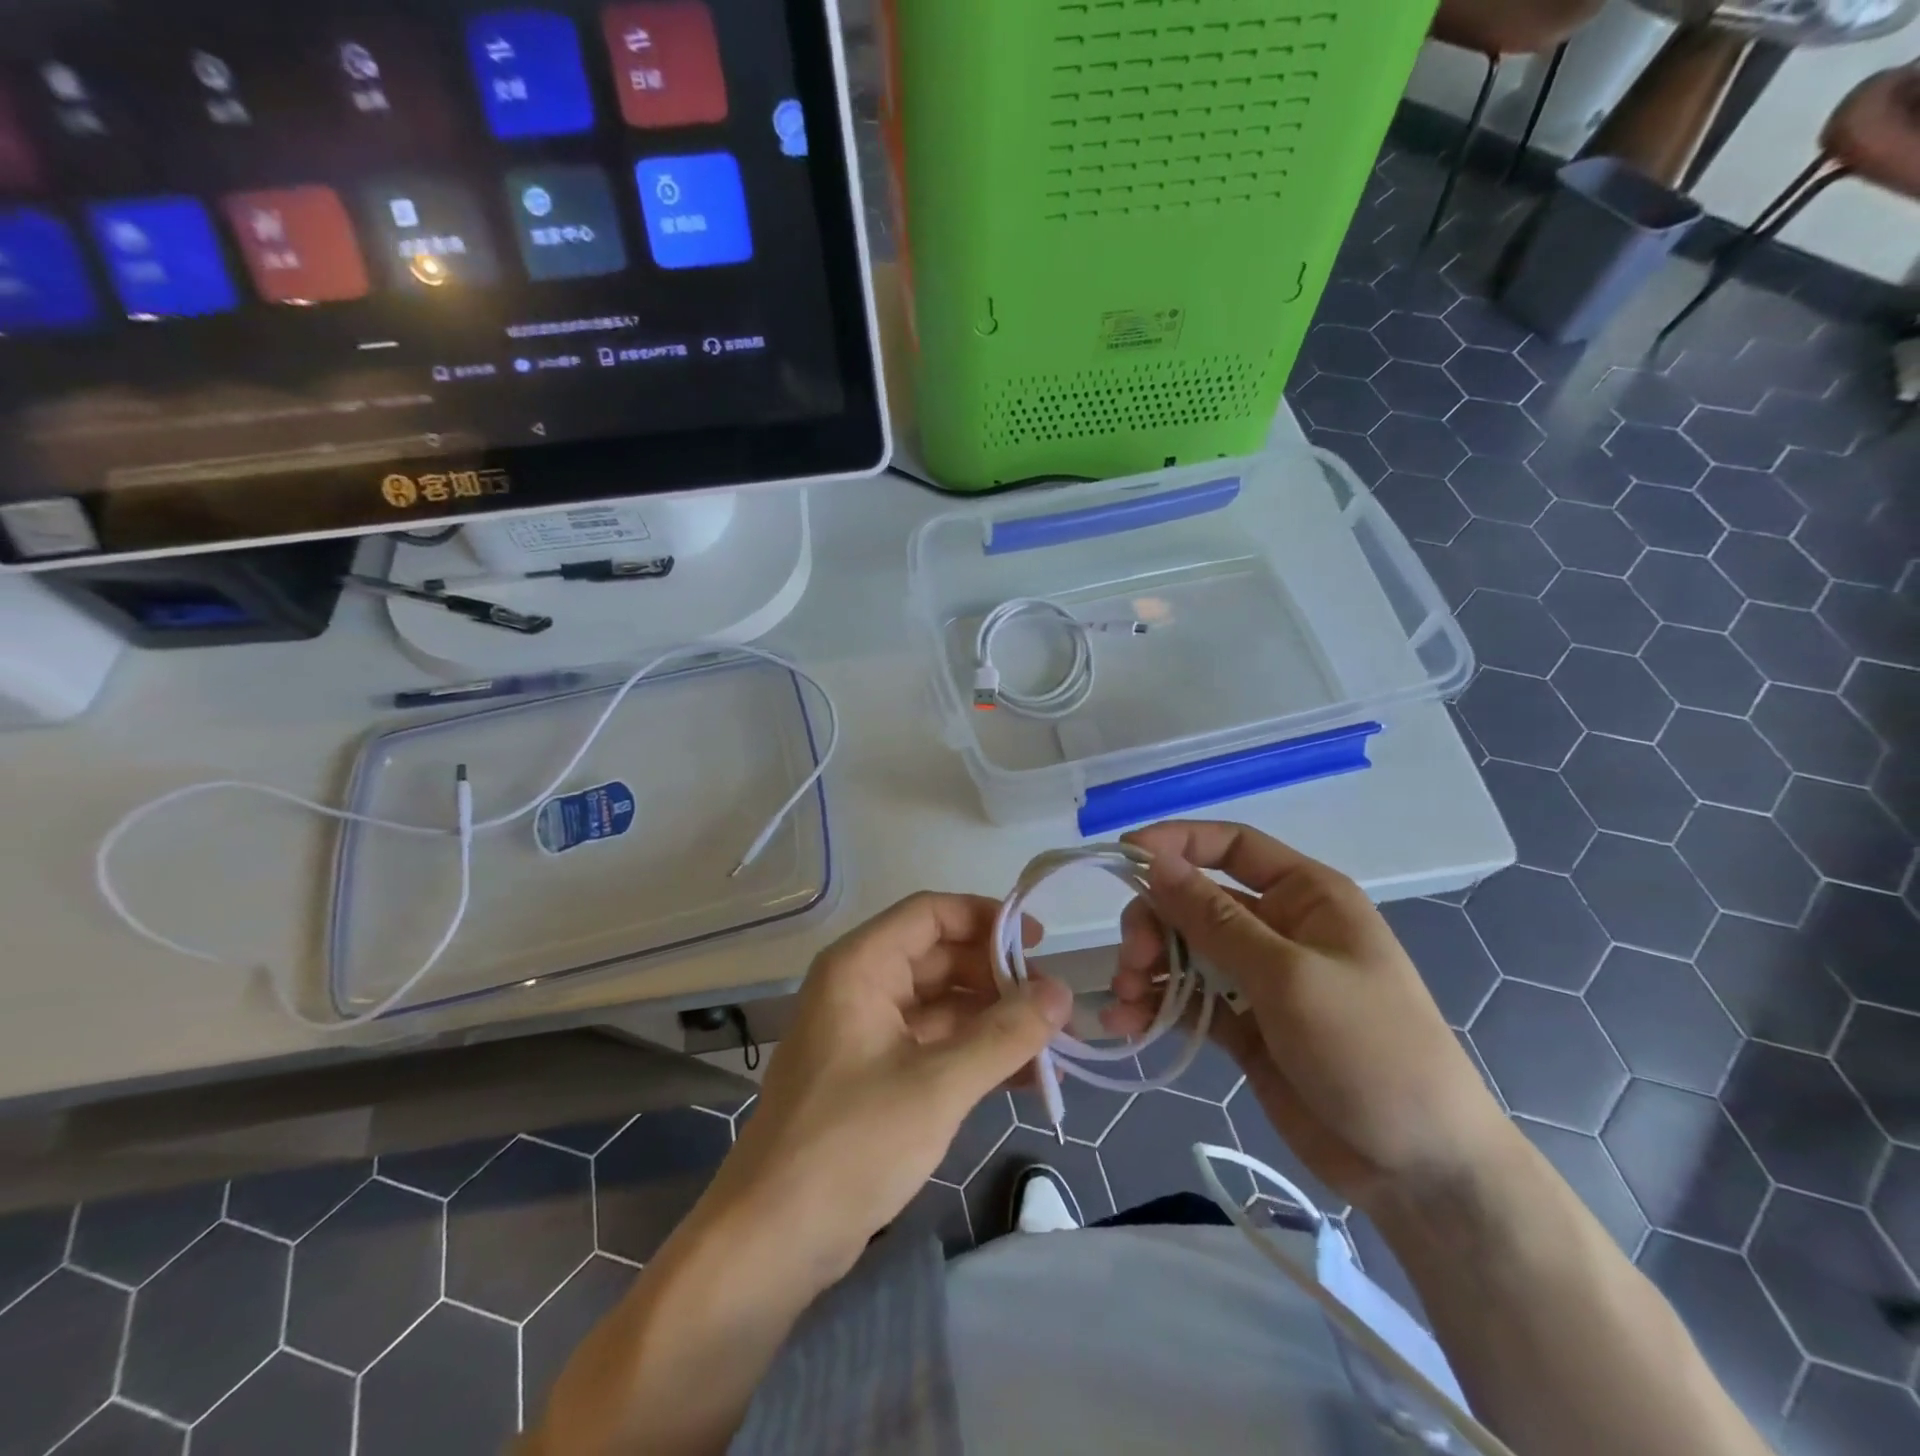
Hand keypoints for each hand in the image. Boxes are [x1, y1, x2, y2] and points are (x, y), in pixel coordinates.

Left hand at [701, 892, 1071, 1284]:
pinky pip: (934, 1044)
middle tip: (1055, 1007)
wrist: (771, 1242)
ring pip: (942, 1005)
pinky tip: (1026, 1079)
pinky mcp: (875, 1075)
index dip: (986, 918)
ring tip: (1054, 1048)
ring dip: (995, 1022)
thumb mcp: (938, 1086)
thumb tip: (1062, 992)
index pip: (930, 913)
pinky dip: (976, 1055)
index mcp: (861, 966)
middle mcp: (861, 986)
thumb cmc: (851, 1144)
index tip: (1039, 943)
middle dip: (999, 979)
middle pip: (940, 957)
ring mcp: (867, 1032)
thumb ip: (1004, 1035)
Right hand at [1102, 821, 1513, 1214]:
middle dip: (1155, 923)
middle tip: (1133, 962)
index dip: (1175, 842)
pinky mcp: (1244, 1026)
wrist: (1420, 1172)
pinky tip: (1128, 1027)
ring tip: (1127, 1003)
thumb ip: (1214, 918)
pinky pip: (1188, 1000)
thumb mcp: (1289, 976)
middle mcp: (1278, 928)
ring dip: (1148, 967)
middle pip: (1195, 901)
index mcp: (1305, 896)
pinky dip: (1157, 1007)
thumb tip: (1154, 861)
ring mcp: (1259, 979)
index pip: (1231, 846)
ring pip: (1184, 950)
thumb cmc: (1370, 1050)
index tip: (1122, 856)